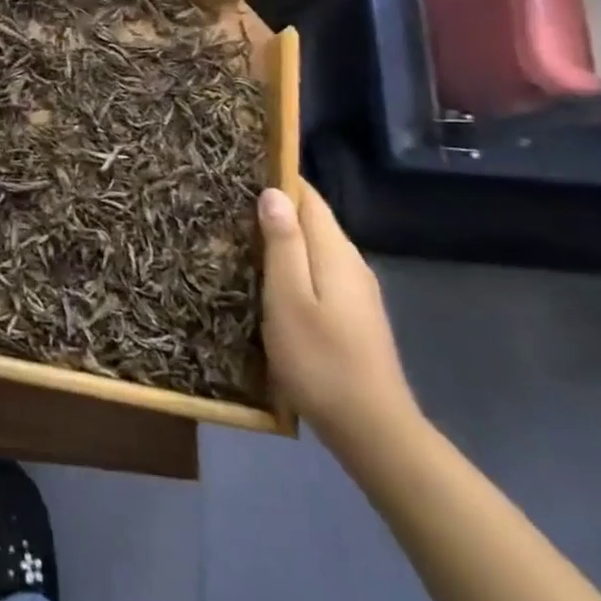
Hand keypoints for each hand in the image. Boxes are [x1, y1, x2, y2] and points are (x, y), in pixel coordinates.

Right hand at [259, 182, 418, 452]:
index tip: (240, 169)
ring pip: (315, 247)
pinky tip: (268, 278)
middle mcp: (351, 263)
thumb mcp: (289, 298)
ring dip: (282, 237)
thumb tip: (273, 192)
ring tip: (238, 235)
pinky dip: (292, 263)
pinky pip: (318, 271)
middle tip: (227, 202)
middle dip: (275, 207)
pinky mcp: (353, 316)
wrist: (373, 430)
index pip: (309, 197)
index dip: (278, 178)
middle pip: (313, 220)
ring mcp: (357, 292)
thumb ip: (283, 243)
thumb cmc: (321, 359)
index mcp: (336, 253)